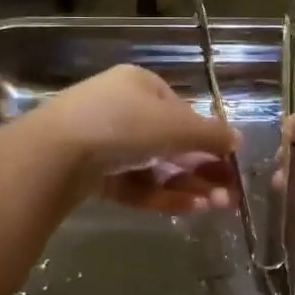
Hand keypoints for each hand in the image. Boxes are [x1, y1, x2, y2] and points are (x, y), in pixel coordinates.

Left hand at [27, 65, 238, 213]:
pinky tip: (190, 209)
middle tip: (230, 196)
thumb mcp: (177, 126)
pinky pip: (135, 184)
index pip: (183, 111)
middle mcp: (122, 109)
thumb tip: (238, 140)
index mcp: (141, 84)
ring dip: (189, 185)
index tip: (231, 164)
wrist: (56, 154)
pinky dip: (162, 195)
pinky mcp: (92, 174)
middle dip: (203, 169)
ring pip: (155, 166)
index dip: (209, 138)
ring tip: (216, 207)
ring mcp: (105, 142)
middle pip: (171, 142)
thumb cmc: (124, 124)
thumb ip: (211, 134)